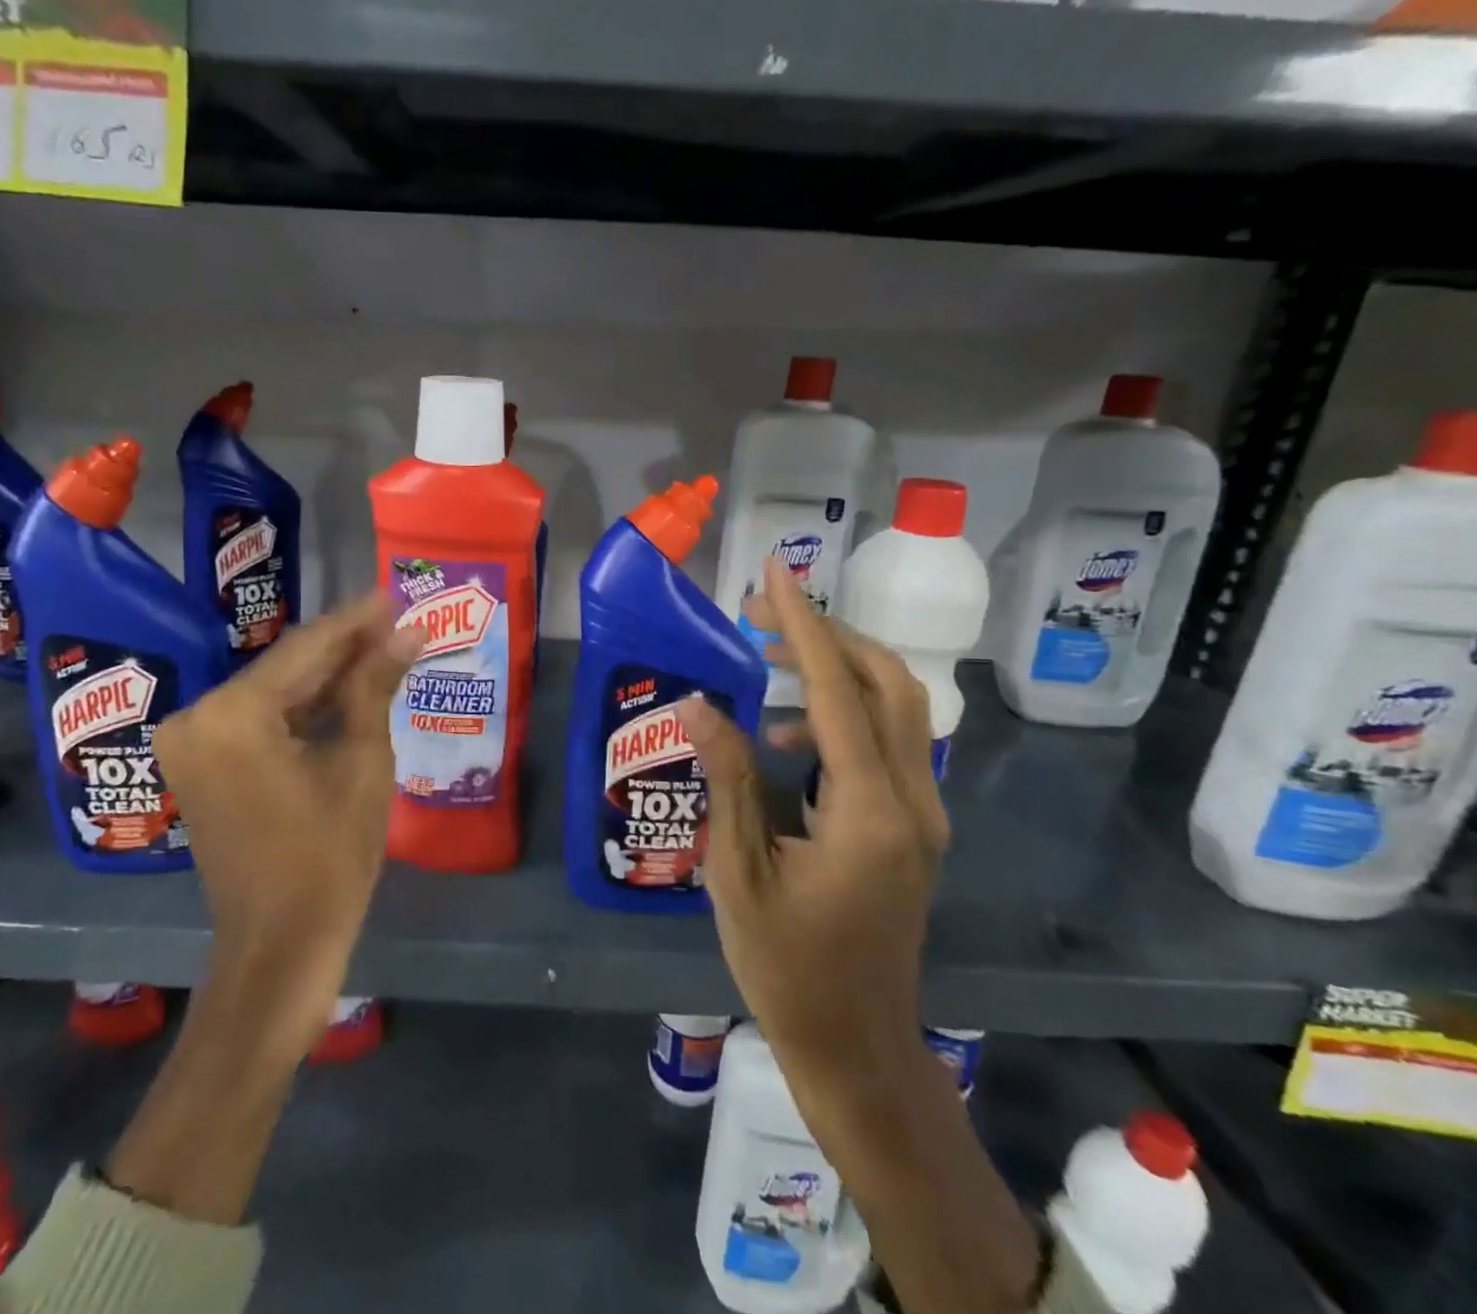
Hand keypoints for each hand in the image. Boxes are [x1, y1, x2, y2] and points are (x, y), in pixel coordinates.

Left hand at [153, 593, 423, 1064]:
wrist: (279, 946)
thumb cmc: (329, 856)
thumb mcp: (361, 762)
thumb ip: (374, 685)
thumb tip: (409, 631)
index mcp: (233, 715)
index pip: (306, 649)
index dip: (357, 621)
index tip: (395, 594)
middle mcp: (198, 717)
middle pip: (285, 667)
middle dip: (344, 646)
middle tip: (396, 620)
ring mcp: (192, 742)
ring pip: (274, 691)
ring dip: (327, 674)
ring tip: (383, 646)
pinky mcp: (201, 763)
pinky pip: (259, 719)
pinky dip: (302, 707)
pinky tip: (346, 688)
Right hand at [677, 555, 944, 1072]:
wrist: (856, 1045)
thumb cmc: (787, 967)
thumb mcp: (737, 872)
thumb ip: (725, 778)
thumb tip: (696, 701)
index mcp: (869, 812)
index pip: (836, 691)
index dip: (803, 624)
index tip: (775, 572)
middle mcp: (914, 801)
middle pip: (888, 683)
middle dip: (826, 634)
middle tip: (760, 614)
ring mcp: (922, 815)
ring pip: (896, 708)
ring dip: (835, 669)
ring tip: (765, 657)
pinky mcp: (913, 826)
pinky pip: (886, 743)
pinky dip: (839, 714)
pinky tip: (782, 735)